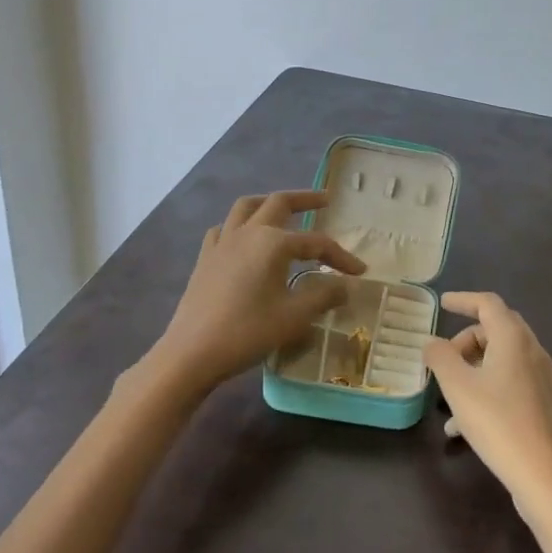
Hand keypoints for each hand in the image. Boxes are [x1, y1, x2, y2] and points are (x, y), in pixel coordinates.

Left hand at [149, 190, 366, 394]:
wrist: (191, 353)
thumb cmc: (247, 332)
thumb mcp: (294, 317)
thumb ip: (323, 295)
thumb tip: (345, 286)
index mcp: (273, 242)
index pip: (316, 242)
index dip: (341, 256)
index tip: (359, 271)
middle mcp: (247, 233)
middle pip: (278, 203)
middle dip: (305, 199)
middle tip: (325, 200)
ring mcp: (222, 243)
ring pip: (246, 207)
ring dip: (268, 203)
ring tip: (283, 209)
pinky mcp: (205, 259)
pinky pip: (223, 229)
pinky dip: (238, 225)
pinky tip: (244, 239)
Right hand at [424, 291, 551, 521]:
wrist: (545, 476)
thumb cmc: (498, 422)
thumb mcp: (458, 387)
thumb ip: (440, 358)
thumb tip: (431, 342)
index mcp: (513, 338)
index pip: (488, 303)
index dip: (463, 299)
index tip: (442, 303)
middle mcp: (531, 351)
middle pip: (495, 329)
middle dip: (466, 339)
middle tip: (443, 357)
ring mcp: (540, 378)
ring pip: (500, 359)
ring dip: (472, 368)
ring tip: (446, 396)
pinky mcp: (541, 403)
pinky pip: (508, 383)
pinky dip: (484, 389)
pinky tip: (461, 426)